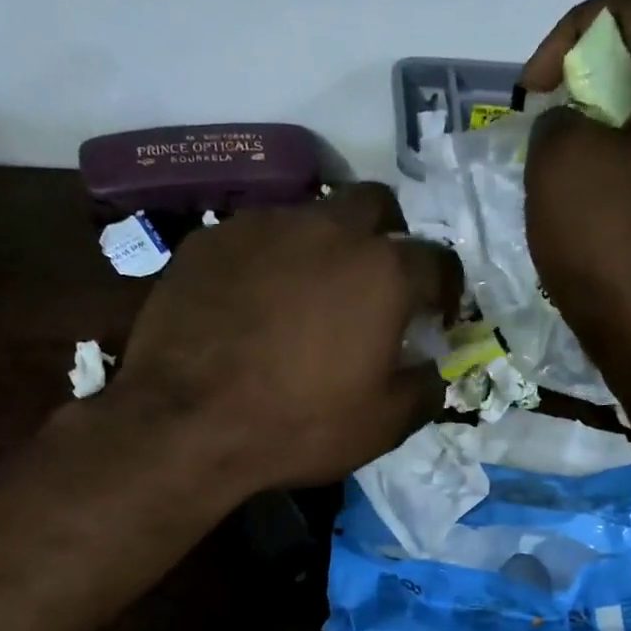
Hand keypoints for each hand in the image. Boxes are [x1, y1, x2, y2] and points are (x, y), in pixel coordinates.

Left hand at [108, 183, 461, 490]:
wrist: (186, 420)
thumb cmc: (298, 424)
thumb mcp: (382, 425)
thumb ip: (424, 389)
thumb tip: (432, 369)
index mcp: (382, 271)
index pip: (438, 261)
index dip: (445, 290)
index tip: (435, 317)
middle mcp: (328, 228)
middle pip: (377, 205)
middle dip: (388, 237)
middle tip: (376, 283)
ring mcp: (264, 225)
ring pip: (312, 214)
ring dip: (326, 244)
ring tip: (309, 292)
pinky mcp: (212, 238)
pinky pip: (257, 236)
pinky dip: (271, 259)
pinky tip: (255, 300)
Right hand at [521, 0, 630, 410]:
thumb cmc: (618, 252)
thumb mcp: (559, 169)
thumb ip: (557, 122)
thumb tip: (574, 130)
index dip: (572, 29)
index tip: (534, 90)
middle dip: (591, 92)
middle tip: (552, 137)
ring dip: (615, 141)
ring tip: (575, 187)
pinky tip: (610, 226)